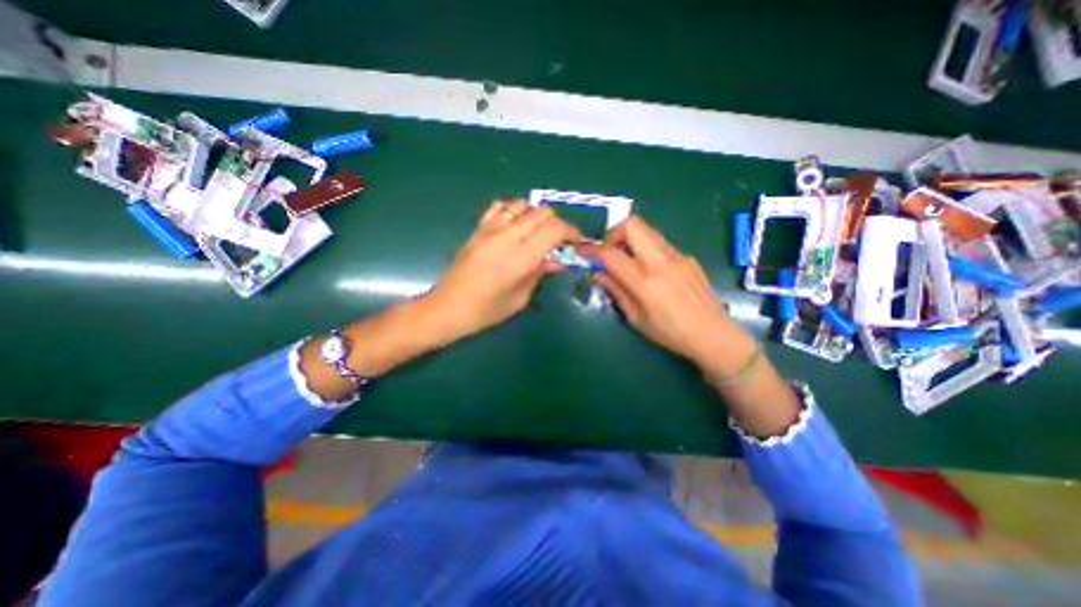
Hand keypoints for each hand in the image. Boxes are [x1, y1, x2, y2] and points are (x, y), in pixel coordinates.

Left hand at [428, 200, 588, 342]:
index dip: (570, 231)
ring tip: (537, 232)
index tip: (576, 240)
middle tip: (559, 240)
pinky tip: (514, 225)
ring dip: (536, 215)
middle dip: (556, 223)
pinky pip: (499, 207)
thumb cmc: (486, 311)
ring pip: (522, 204)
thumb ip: (539, 274)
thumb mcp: (520, 298)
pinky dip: (513, 210)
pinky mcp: (478, 229)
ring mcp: (490, 230)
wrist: (448, 308)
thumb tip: (557, 261)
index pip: (554, 229)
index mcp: (520, 258)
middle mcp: (507, 237)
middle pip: (541, 212)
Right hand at [583, 216, 753, 376]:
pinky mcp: (687, 256)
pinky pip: (659, 243)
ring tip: (627, 260)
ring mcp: (677, 256)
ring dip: (630, 239)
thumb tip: (599, 273)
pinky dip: (646, 249)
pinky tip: (650, 270)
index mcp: (645, 282)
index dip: (591, 249)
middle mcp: (661, 262)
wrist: (714, 334)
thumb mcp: (636, 318)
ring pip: (647, 230)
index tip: (582, 251)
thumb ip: (616, 291)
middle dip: (613, 233)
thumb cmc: (671, 333)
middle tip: (609, 251)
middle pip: (632, 224)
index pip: (611, 254)